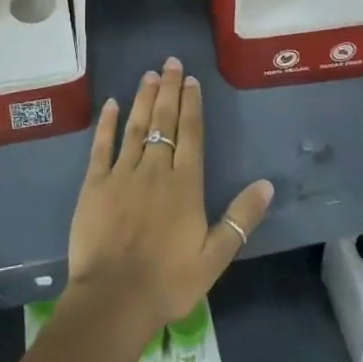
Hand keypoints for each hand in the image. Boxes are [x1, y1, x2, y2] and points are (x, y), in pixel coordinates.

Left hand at [66, 59, 273, 336]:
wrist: (114, 299)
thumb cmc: (169, 281)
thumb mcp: (215, 257)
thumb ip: (240, 219)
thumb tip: (266, 184)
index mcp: (185, 185)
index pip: (190, 134)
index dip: (192, 104)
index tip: (192, 80)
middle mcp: (155, 169)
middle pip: (164, 121)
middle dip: (169, 89)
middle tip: (171, 62)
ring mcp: (123, 173)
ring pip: (136, 126)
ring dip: (144, 98)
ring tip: (150, 74)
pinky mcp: (95, 183)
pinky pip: (102, 145)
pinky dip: (107, 123)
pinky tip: (112, 104)